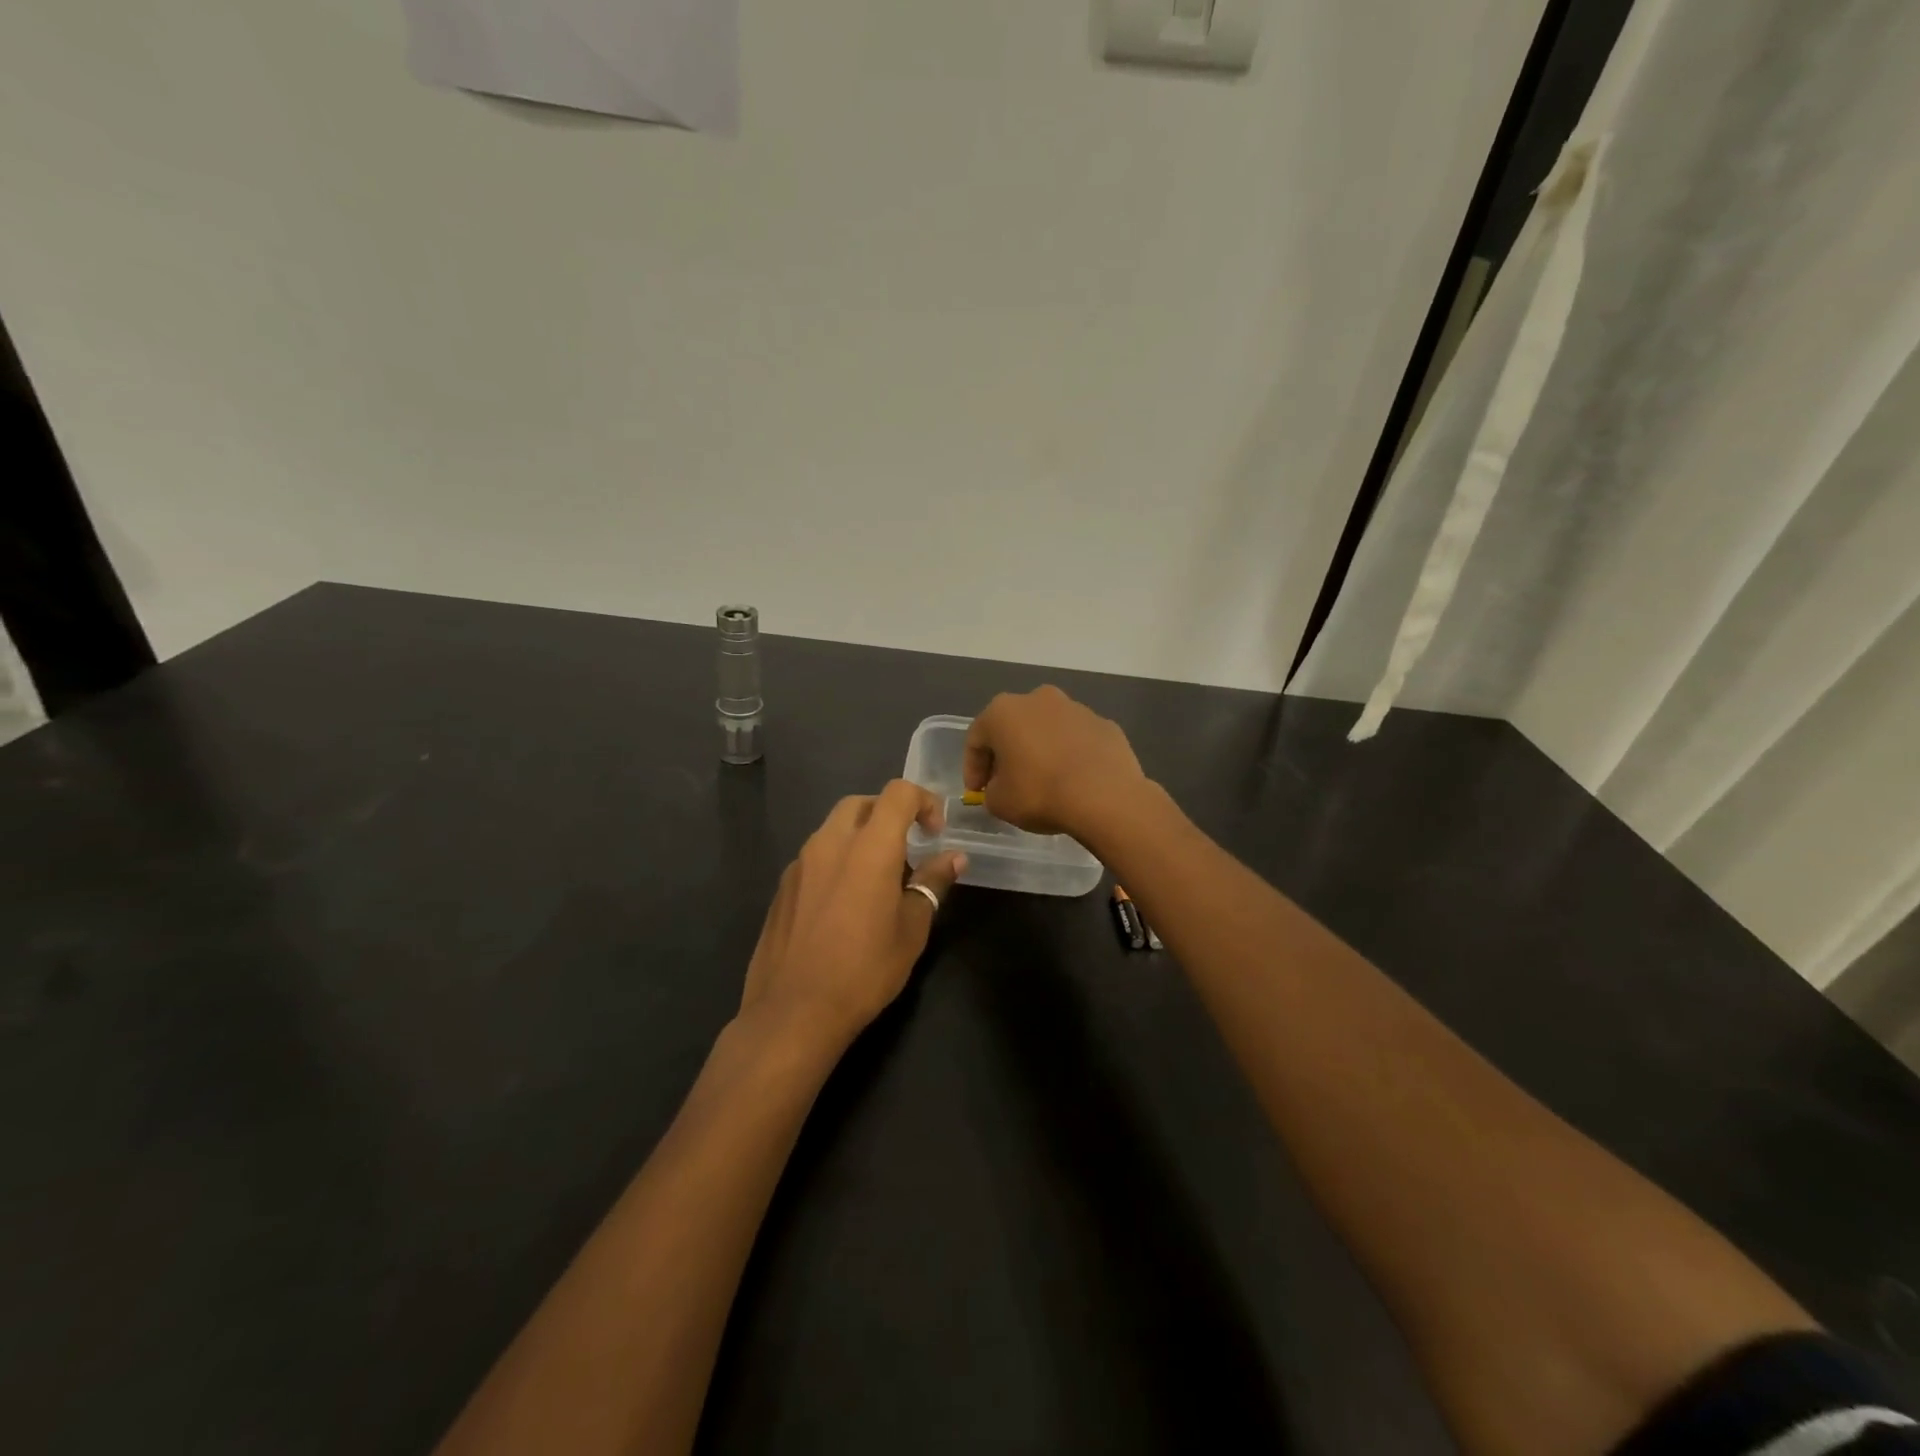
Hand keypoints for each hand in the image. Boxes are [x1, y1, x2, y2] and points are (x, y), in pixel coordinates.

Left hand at [739, 781, 966, 1051]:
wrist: (792, 1012)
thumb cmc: (864, 971)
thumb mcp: (912, 929)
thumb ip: (932, 883)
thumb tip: (954, 857)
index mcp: (869, 847)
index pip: (898, 793)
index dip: (923, 801)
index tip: (934, 834)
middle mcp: (830, 843)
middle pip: (862, 803)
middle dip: (889, 814)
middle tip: (907, 850)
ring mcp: (800, 863)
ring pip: (834, 828)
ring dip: (861, 838)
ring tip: (877, 880)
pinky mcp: (782, 886)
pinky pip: (815, 856)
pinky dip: (837, 861)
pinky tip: (844, 904)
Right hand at [962, 686, 1145, 838]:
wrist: (1105, 796)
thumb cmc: (1040, 793)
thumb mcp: (999, 802)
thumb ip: (991, 791)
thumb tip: (1001, 787)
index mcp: (1003, 711)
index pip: (976, 739)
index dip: (973, 768)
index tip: (977, 792)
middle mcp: (1038, 699)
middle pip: (1013, 727)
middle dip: (1007, 754)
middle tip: (1007, 783)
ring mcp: (1075, 708)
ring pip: (1047, 730)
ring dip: (1040, 751)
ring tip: (1044, 782)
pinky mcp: (1104, 724)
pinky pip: (1077, 740)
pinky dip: (1070, 755)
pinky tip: (1074, 780)